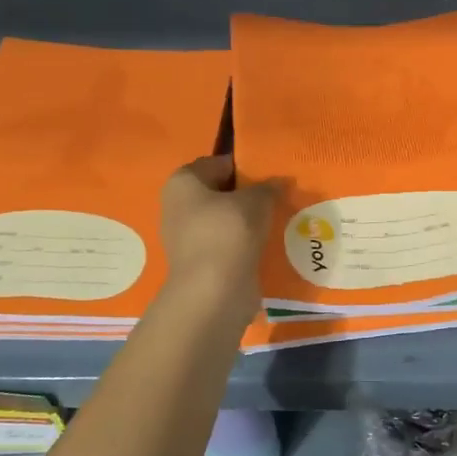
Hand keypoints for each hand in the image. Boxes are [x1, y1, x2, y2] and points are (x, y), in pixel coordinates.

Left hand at [159, 155, 278, 319]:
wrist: (214, 292)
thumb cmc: (229, 232)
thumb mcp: (257, 200)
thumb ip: (268, 187)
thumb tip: (279, 182)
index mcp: (183, 182)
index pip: (218, 163)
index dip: (245, 166)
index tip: (271, 174)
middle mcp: (177, 206)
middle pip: (220, 192)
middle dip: (247, 195)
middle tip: (278, 197)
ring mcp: (186, 237)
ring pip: (224, 220)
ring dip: (247, 221)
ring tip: (278, 220)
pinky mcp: (199, 263)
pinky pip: (227, 244)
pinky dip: (244, 243)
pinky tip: (268, 244)